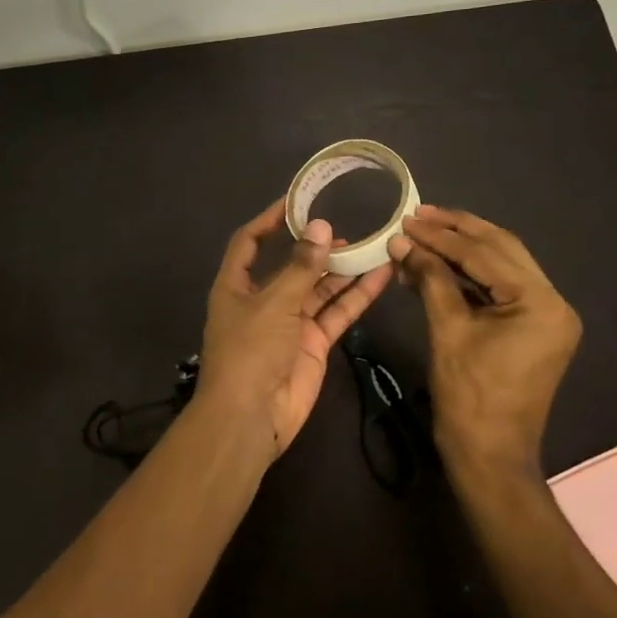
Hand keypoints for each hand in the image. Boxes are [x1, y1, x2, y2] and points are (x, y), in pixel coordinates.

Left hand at [197, 199, 393, 458]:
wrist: (251, 417)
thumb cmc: (250, 351)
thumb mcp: (273, 303)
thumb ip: (301, 266)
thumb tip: (321, 226)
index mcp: (236, 285)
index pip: (249, 243)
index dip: (269, 220)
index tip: (296, 200)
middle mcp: (263, 300)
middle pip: (292, 265)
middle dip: (318, 247)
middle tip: (350, 226)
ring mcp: (289, 323)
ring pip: (319, 288)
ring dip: (344, 269)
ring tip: (374, 244)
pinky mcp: (313, 343)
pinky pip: (336, 313)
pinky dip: (356, 296)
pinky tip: (380, 275)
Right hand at [389, 205, 580, 482]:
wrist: (489, 456)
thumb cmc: (469, 396)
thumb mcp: (447, 330)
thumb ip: (430, 279)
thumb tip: (403, 242)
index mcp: (541, 303)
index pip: (486, 254)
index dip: (442, 235)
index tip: (407, 218)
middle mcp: (553, 302)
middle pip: (501, 250)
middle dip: (457, 231)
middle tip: (418, 214)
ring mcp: (546, 316)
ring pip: (501, 266)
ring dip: (461, 251)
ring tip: (421, 234)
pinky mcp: (532, 328)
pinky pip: (498, 289)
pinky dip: (467, 276)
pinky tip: (435, 266)